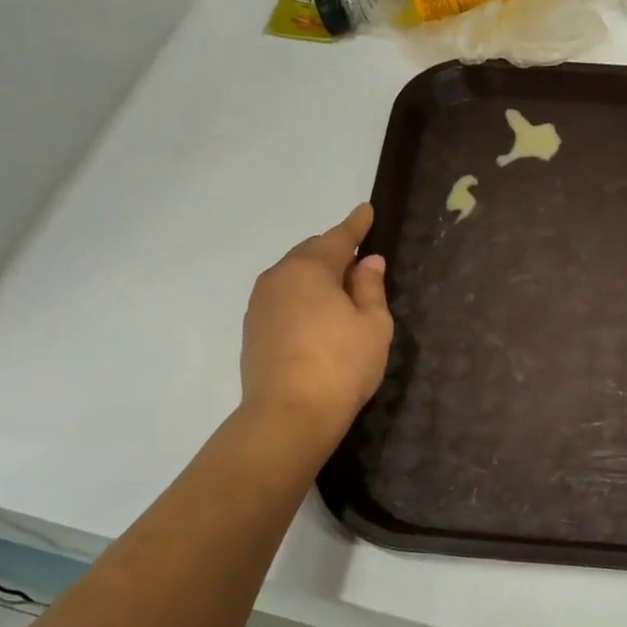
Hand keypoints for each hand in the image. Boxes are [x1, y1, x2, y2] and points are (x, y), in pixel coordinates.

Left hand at [241, 204, 393, 441]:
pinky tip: (318, 319)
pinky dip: (303, 301)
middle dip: (335, 253)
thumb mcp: (373, 325)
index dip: (356, 225)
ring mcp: (260, 305)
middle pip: (311, 255)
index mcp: (309, 268)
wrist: (289, 414)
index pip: (338, 237)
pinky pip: (284, 301)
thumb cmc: (341, 365)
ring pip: (294, 279)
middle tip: (359, 260)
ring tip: (341, 293)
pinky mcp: (253, 331)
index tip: (366, 211)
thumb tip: (368, 263)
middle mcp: (278, 277)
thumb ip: (371, 288)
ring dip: (317, 279)